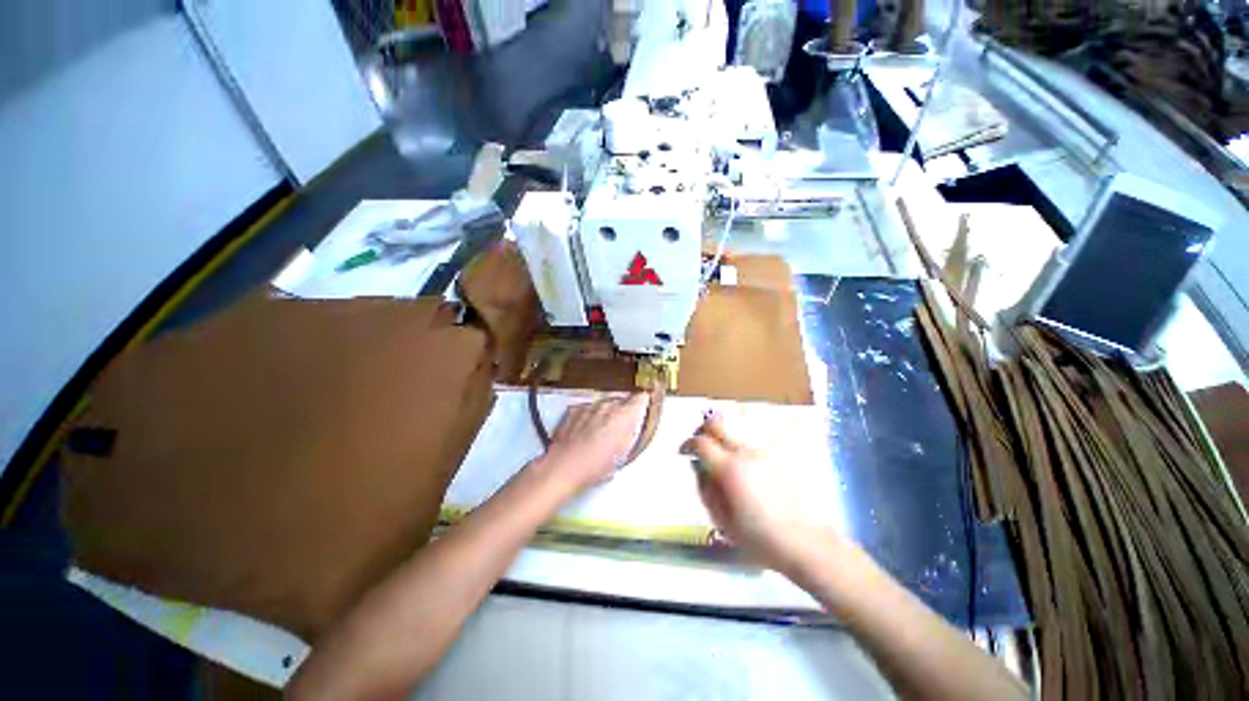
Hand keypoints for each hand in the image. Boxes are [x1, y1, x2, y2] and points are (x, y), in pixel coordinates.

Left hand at [542, 394, 647, 492]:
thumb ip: (631, 433)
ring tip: (600, 433)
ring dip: (604, 414)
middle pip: (621, 401)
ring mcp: (590, 405)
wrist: (564, 465)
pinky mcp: (575, 409)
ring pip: (604, 404)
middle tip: (619, 429)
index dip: (643, 403)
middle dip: (622, 412)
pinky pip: (588, 409)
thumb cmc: (595, 464)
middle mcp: (608, 405)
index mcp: (625, 415)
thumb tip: (632, 427)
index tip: (643, 407)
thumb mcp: (623, 453)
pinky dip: (589, 416)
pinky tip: (585, 432)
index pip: (642, 398)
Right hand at [682, 414, 831, 574]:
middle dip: (704, 429)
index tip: (685, 451)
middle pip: (718, 423)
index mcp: (730, 470)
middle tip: (702, 442)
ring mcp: (766, 450)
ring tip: (724, 444)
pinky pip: (758, 432)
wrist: (803, 543)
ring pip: (738, 423)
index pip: (701, 442)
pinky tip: (746, 450)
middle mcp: (747, 452)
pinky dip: (746, 434)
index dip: (688, 444)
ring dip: (725, 429)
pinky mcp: (781, 452)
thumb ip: (705, 488)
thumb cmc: (759, 537)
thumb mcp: (721, 520)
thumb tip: (698, 466)